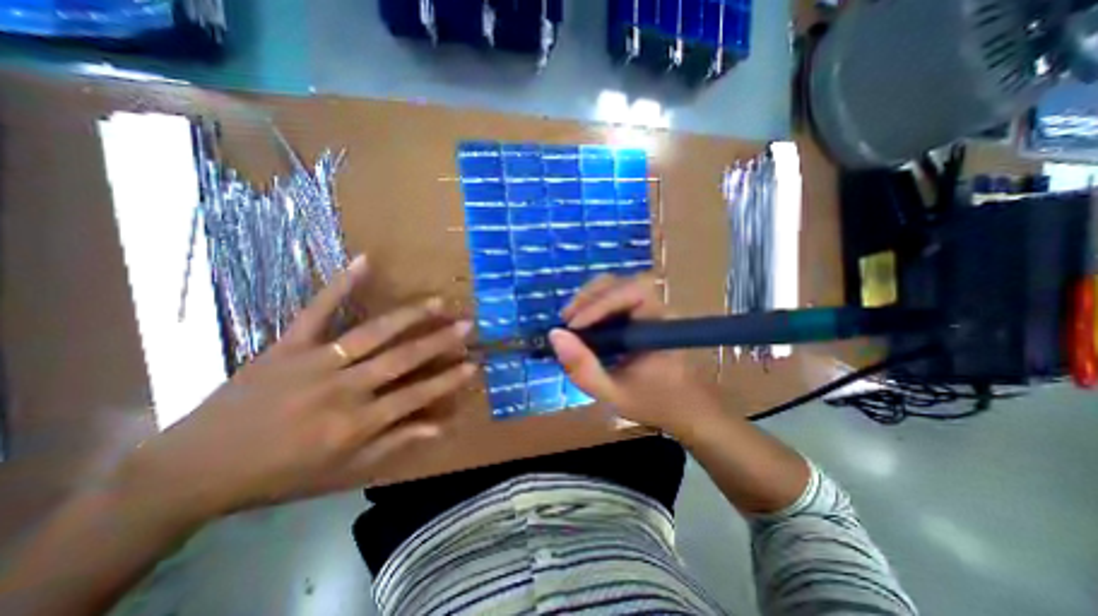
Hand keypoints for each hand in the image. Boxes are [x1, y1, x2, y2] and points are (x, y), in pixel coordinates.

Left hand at [107, 252, 478, 521]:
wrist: (194, 469)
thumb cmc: (279, 473)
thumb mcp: (343, 470)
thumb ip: (394, 443)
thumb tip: (440, 428)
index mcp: (355, 423)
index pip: (415, 397)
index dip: (448, 380)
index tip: (473, 364)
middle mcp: (341, 389)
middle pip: (401, 360)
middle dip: (439, 341)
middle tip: (467, 325)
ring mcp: (314, 362)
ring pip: (371, 334)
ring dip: (408, 316)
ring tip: (437, 302)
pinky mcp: (287, 345)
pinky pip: (316, 310)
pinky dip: (340, 284)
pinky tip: (366, 261)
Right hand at [547, 271, 722, 436]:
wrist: (685, 407)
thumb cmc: (653, 402)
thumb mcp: (612, 393)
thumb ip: (583, 368)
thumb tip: (555, 335)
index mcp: (660, 326)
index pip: (633, 293)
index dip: (600, 303)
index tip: (573, 327)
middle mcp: (659, 308)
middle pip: (623, 282)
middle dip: (590, 297)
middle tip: (567, 321)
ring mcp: (652, 307)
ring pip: (618, 285)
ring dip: (590, 298)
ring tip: (572, 321)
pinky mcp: (643, 311)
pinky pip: (617, 295)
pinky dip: (595, 303)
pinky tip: (584, 322)